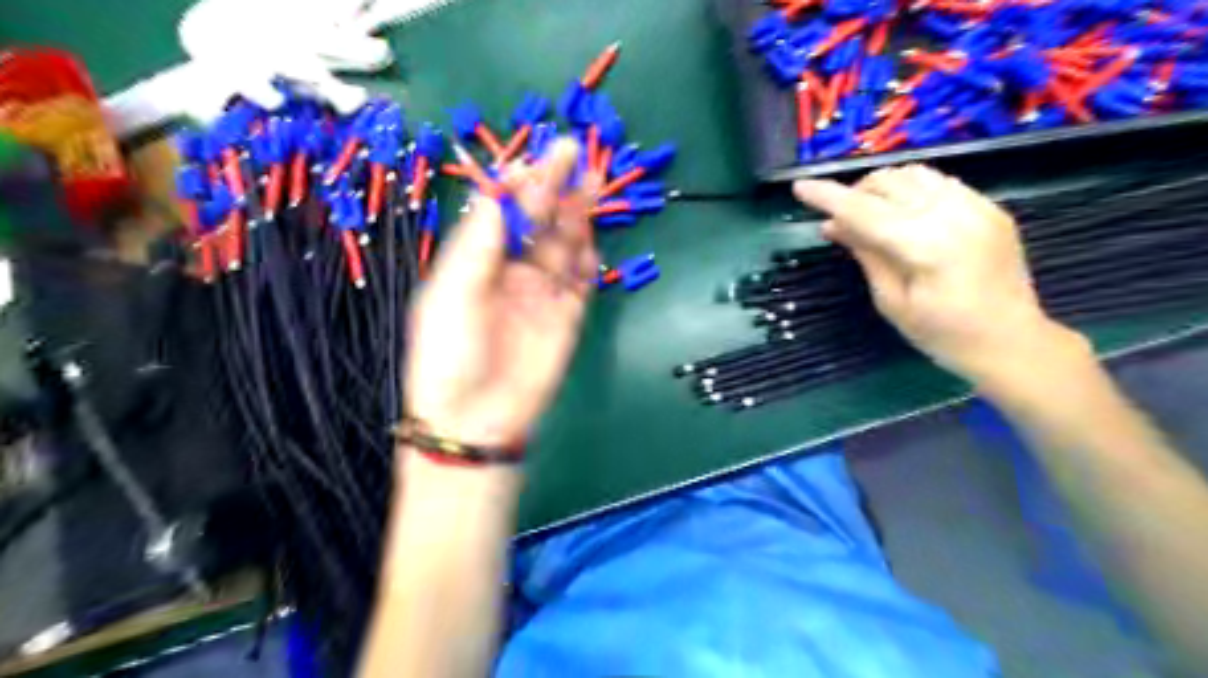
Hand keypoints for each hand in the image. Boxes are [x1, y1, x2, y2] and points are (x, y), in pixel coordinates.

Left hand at [401, 141, 594, 449]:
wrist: (475, 419)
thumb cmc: (450, 351)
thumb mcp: (453, 288)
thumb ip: (480, 238)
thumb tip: (503, 186)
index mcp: (477, 261)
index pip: (503, 212)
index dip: (521, 183)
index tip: (540, 158)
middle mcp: (511, 272)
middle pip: (538, 223)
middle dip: (555, 189)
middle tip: (574, 156)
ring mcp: (542, 294)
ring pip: (564, 246)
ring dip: (576, 216)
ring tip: (590, 184)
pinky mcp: (568, 317)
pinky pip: (582, 280)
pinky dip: (588, 258)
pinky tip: (591, 238)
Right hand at [795, 164, 1084, 385]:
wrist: (1011, 342)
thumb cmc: (942, 335)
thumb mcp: (891, 301)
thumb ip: (865, 254)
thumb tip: (832, 225)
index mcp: (926, 245)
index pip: (864, 210)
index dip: (828, 197)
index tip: (799, 187)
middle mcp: (954, 214)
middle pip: (889, 183)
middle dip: (854, 192)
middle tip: (837, 217)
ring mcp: (977, 206)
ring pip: (915, 173)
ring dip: (882, 186)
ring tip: (867, 211)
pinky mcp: (990, 207)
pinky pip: (940, 182)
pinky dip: (911, 189)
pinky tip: (902, 212)